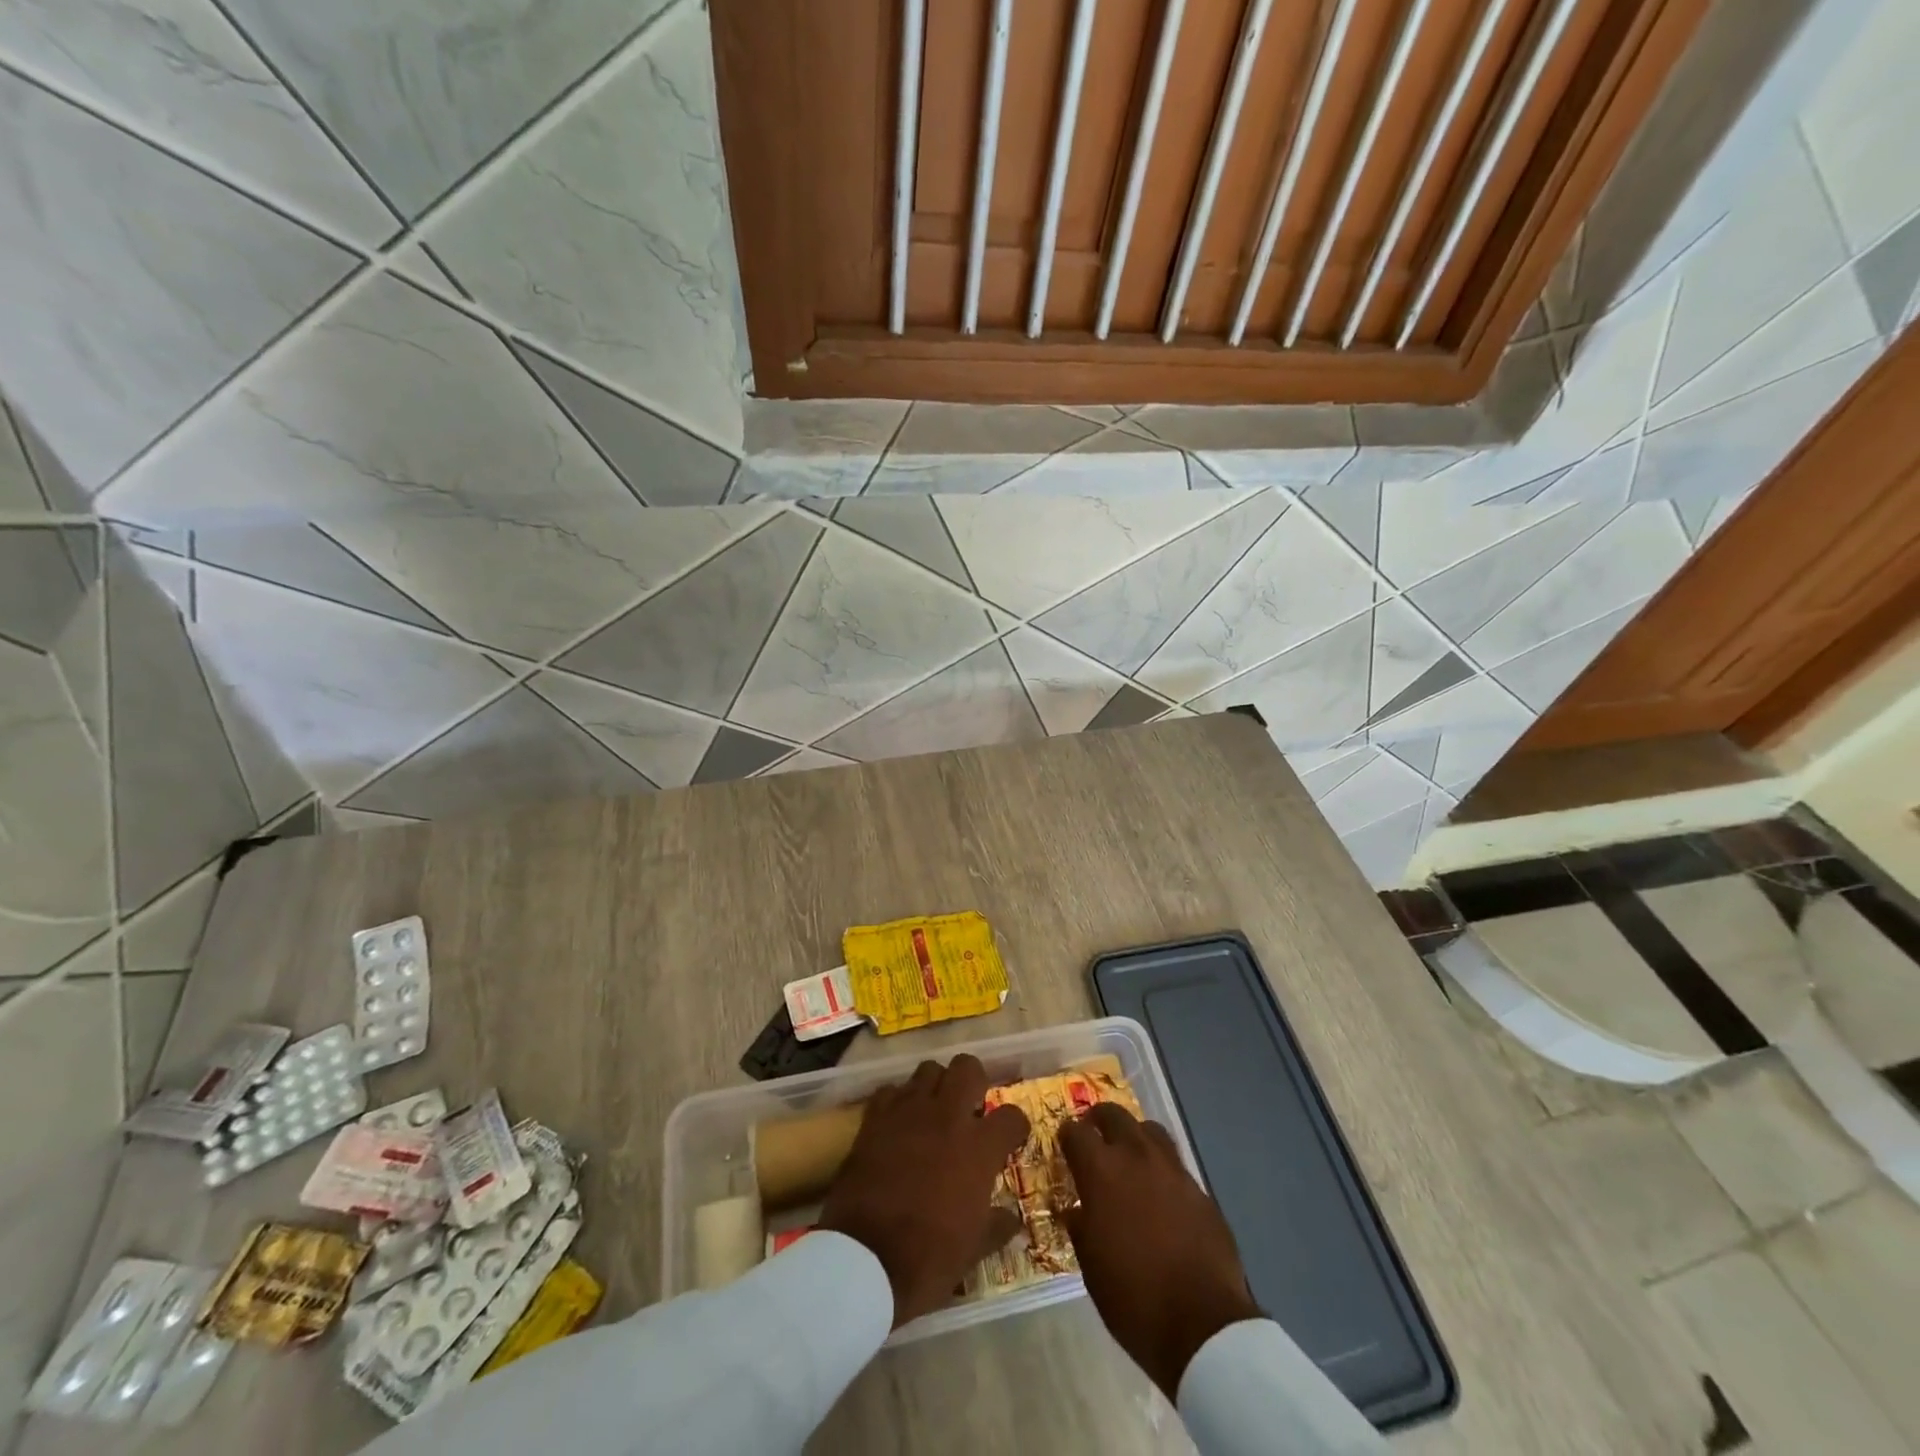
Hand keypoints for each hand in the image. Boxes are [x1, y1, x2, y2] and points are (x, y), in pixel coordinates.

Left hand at [818, 1054, 1031, 1327]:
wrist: (864, 1258)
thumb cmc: (928, 1258)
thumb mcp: (973, 1250)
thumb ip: (997, 1226)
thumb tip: (1013, 1219)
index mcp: (979, 1148)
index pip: (1012, 1116)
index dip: (1015, 1126)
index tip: (1010, 1138)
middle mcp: (947, 1116)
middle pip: (967, 1067)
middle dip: (973, 1081)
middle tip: (969, 1109)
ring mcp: (908, 1111)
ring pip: (928, 1069)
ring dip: (935, 1086)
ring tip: (933, 1112)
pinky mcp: (875, 1117)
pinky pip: (891, 1091)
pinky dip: (898, 1101)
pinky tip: (898, 1123)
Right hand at [1060, 1103, 1260, 1398]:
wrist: (1203, 1325)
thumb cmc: (1134, 1298)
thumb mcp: (1090, 1266)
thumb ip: (1081, 1226)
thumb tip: (1076, 1210)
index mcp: (1101, 1172)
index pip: (1075, 1132)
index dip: (1067, 1136)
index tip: (1064, 1144)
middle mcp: (1136, 1157)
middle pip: (1114, 1115)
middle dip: (1099, 1120)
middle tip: (1094, 1135)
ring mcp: (1172, 1170)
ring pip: (1149, 1130)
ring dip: (1134, 1135)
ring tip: (1129, 1156)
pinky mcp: (1200, 1190)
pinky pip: (1175, 1164)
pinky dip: (1161, 1168)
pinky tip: (1160, 1193)